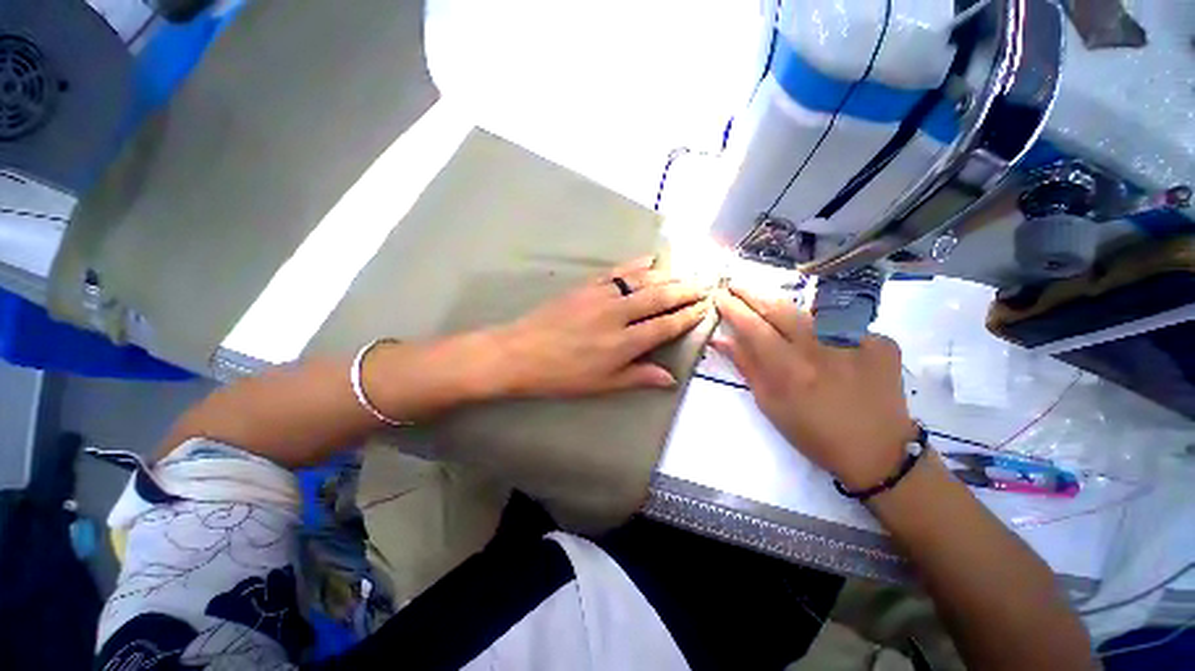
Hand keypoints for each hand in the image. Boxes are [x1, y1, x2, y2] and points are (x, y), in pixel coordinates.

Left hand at [489, 257, 710, 397]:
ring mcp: (601, 295)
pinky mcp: (587, 285)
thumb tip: (671, 378)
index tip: (704, 308)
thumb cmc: (563, 375)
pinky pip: (618, 271)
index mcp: (623, 343)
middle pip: (659, 296)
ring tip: (684, 273)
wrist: (521, 353)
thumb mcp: (602, 384)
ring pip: (642, 280)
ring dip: (666, 275)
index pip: (665, 325)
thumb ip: (638, 377)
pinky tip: (649, 259)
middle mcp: (617, 314)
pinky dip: (636, 264)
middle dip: (685, 290)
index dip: (687, 316)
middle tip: (704, 285)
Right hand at [712, 285, 915, 489]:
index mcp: (790, 371)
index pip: (753, 327)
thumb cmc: (813, 433)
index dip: (733, 308)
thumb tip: (721, 339)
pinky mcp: (881, 341)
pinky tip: (828, 346)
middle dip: (753, 294)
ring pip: (809, 313)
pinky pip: (841, 325)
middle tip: (736, 285)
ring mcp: (856, 341)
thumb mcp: (770, 403)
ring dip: (787, 311)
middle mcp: (822, 350)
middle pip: (780, 308)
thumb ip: (746, 365)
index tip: (720, 295)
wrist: (877, 450)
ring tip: (777, 317)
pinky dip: (826, 330)